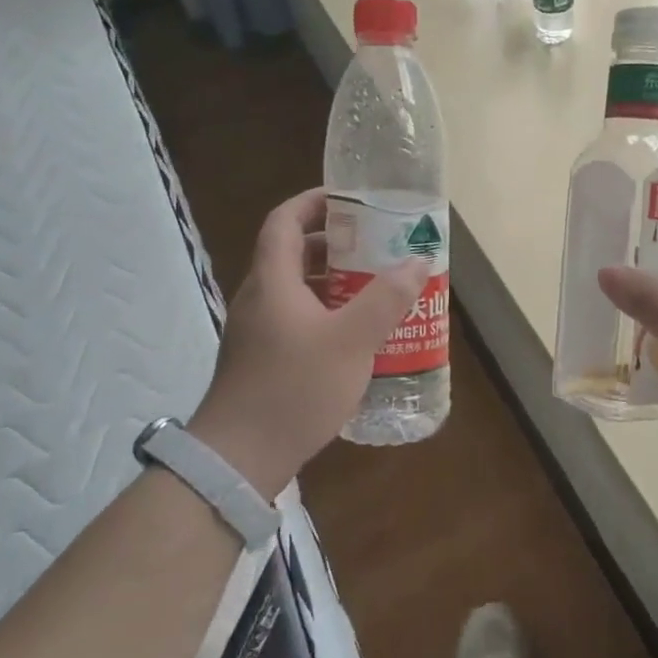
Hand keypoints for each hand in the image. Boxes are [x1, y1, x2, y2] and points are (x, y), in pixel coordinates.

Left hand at [186, 188, 424, 499]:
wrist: (239, 459)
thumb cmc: (294, 388)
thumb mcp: (351, 341)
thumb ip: (386, 298)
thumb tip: (418, 260)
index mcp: (272, 281)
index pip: (285, 221)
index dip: (314, 202)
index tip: (351, 199)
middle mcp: (259, 298)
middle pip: (292, 253)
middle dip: (335, 243)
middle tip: (376, 245)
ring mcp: (256, 331)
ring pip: (296, 289)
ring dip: (333, 281)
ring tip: (375, 287)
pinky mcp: (261, 359)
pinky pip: (296, 318)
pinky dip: (326, 313)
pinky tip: (356, 336)